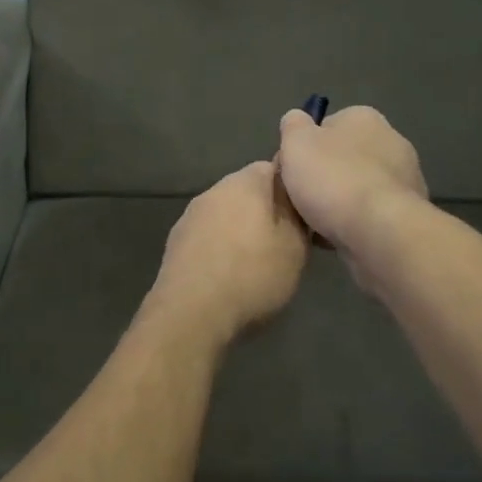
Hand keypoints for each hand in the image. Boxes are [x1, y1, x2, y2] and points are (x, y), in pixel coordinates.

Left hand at [152, 161, 309, 343]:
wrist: (190, 314)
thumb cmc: (252, 276)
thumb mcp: (295, 247)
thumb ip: (297, 216)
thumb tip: (293, 197)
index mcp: (245, 182)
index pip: (275, 167)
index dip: (293, 189)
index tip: (306, 215)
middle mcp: (213, 190)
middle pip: (248, 191)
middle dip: (267, 211)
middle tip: (287, 242)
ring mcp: (190, 216)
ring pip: (226, 214)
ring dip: (242, 231)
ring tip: (259, 263)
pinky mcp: (176, 243)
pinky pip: (208, 237)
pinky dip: (221, 248)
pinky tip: (230, 275)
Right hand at [275, 106, 426, 278]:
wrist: (379, 231)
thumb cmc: (333, 178)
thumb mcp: (296, 142)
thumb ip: (293, 125)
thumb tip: (296, 121)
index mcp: (364, 117)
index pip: (327, 126)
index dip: (306, 147)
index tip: (292, 170)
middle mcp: (391, 141)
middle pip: (344, 157)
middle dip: (324, 176)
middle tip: (300, 198)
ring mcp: (405, 178)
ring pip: (358, 187)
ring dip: (340, 202)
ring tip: (315, 224)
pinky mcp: (409, 212)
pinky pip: (371, 213)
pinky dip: (355, 222)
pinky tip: (337, 237)